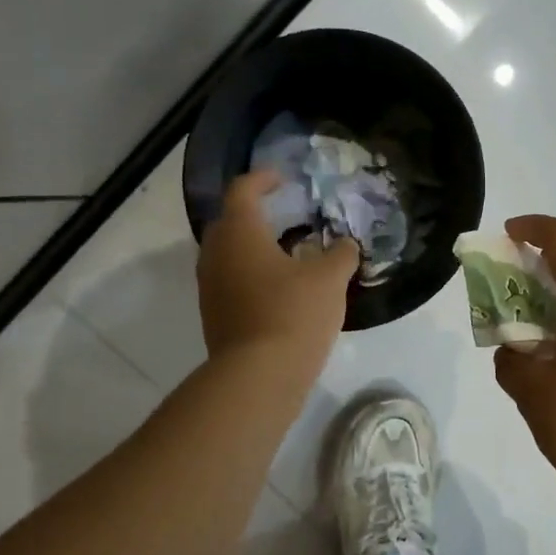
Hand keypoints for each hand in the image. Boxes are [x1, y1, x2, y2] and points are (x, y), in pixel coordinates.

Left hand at [198, 171, 358, 366]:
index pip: (243, 191)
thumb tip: (345, 245)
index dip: (262, 179)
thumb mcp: (330, 278)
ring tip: (287, 255)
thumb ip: (341, 254)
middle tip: (286, 216)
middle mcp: (216, 254)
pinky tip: (280, 290)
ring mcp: (210, 287)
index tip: (282, 178)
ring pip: (229, 255)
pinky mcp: (214, 316)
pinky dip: (252, 276)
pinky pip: (231, 282)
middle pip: (230, 222)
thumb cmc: (293, 313)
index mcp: (239, 233)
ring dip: (253, 248)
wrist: (258, 376)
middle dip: (255, 214)